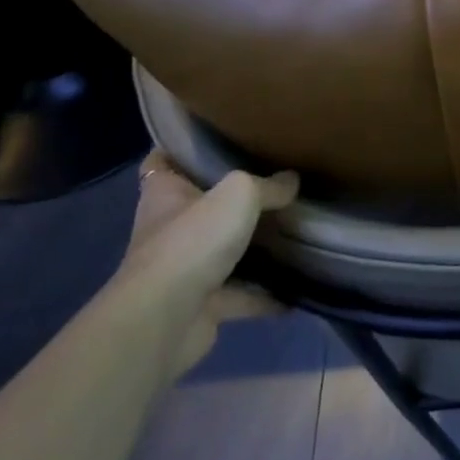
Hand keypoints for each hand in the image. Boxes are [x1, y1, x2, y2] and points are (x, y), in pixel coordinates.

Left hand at [119, 152, 299, 374]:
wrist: (165, 321)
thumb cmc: (192, 241)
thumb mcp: (239, 195)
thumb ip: (268, 186)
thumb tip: (292, 181)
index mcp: (165, 193)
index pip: (162, 162)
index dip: (180, 148)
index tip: (213, 138)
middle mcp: (170, 229)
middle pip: (200, 206)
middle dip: (230, 199)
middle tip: (273, 180)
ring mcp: (184, 269)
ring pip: (222, 251)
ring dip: (251, 247)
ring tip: (293, 232)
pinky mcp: (201, 305)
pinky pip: (240, 295)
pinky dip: (265, 295)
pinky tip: (297, 289)